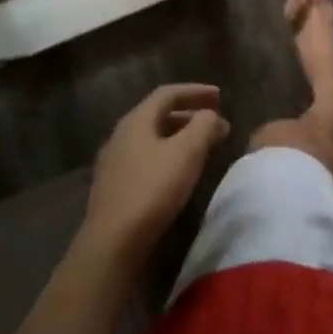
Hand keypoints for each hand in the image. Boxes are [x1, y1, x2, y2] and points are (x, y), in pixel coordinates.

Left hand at [82, 84, 229, 266]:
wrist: (112, 243)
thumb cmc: (152, 189)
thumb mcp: (187, 152)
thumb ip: (204, 126)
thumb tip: (211, 115)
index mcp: (136, 120)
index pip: (168, 93)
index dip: (196, 91)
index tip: (220, 96)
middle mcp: (121, 135)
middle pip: (159, 115)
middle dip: (190, 115)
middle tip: (215, 123)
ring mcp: (114, 162)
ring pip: (152, 138)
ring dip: (179, 137)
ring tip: (202, 147)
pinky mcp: (114, 187)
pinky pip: (145, 158)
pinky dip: (167, 155)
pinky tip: (178, 173)